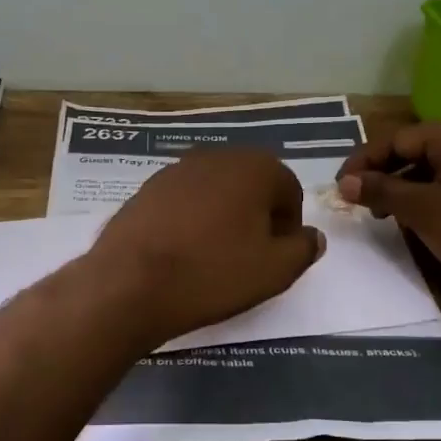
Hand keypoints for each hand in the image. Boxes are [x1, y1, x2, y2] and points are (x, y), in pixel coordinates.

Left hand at [88, 148, 323, 344]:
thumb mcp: (274, 271)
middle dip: (256, 214)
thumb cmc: (212, 273)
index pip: (288, 189)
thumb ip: (302, 249)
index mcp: (253, 167)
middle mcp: (215, 156)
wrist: (130, 283)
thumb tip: (311, 236)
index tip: (277, 255)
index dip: (288, 224)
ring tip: (214, 255)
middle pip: (250, 183)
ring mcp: (175, 170)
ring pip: (215, 190)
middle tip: (249, 255)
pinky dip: (191, 219)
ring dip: (223, 215)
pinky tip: (182, 251)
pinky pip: (183, 201)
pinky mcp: (146, 189)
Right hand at [335, 120, 440, 298]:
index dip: (364, 161)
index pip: (397, 138)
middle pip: (411, 150)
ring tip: (377, 213)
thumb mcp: (422, 210)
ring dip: (398, 188)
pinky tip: (405, 217)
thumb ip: (381, 191)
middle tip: (355, 199)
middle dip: (381, 174)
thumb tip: (344, 183)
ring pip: (426, 169)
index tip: (340, 185)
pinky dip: (420, 197)